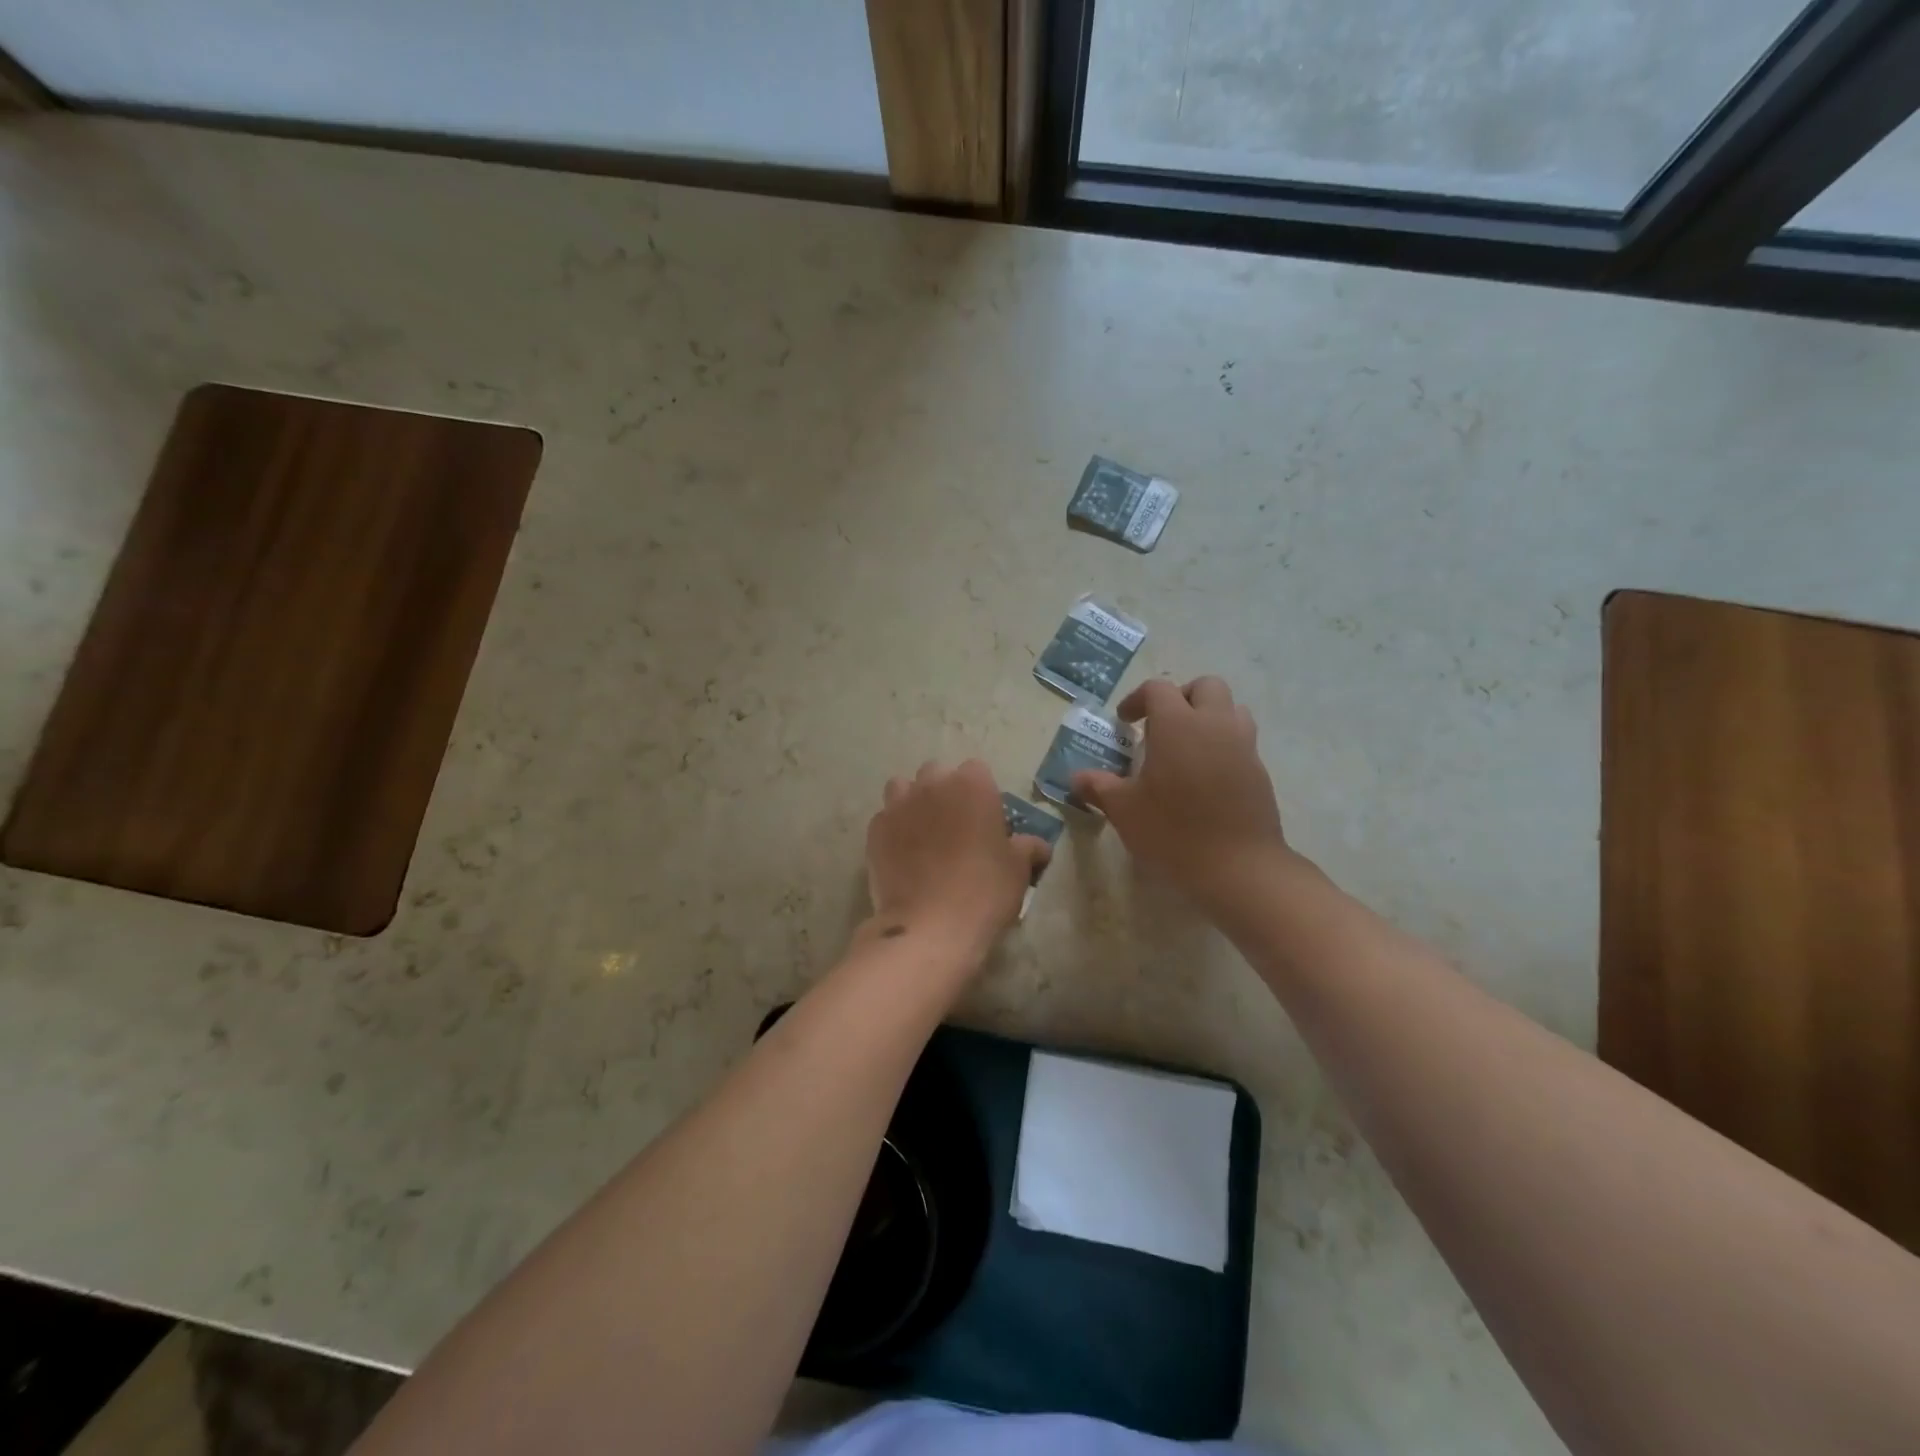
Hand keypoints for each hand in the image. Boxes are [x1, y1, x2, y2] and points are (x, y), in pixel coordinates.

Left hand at [863, 760, 1050, 960]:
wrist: (930, 926)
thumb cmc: (984, 891)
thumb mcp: (1019, 869)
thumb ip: (1027, 847)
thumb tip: (1036, 845)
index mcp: (972, 785)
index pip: (977, 770)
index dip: (981, 793)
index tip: (985, 819)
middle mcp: (932, 785)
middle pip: (936, 773)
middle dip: (944, 791)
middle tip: (955, 826)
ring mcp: (898, 805)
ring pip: (903, 789)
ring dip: (913, 802)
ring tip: (923, 833)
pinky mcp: (875, 830)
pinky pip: (885, 818)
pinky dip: (894, 829)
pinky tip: (902, 854)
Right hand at [1071, 676, 1299, 912]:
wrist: (1238, 867)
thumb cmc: (1172, 831)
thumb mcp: (1124, 810)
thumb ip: (1099, 787)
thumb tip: (1076, 779)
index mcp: (1177, 724)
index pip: (1158, 689)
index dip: (1137, 699)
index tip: (1125, 722)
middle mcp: (1214, 724)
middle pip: (1205, 686)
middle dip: (1181, 697)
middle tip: (1161, 725)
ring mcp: (1243, 746)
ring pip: (1231, 709)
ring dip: (1208, 717)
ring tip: (1187, 747)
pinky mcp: (1259, 771)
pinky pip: (1242, 741)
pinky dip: (1223, 745)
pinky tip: (1205, 778)